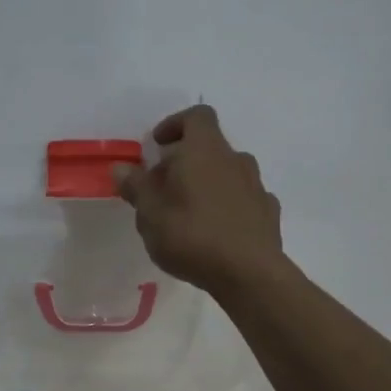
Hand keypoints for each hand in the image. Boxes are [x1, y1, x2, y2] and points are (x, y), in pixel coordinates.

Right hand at [113, 104, 285, 297]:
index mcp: (205, 150)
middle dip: (185, 161)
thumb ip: (136, 186)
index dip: (175, 124)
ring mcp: (256, 186)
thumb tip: (122, 167)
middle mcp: (235, 160)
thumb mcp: (150, 214)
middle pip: (210, 147)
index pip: (197, 116)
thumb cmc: (192, 236)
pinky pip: (243, 199)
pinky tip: (215, 231)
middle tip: (163, 187)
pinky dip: (228, 206)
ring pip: (228, 174)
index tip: (157, 145)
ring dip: (208, 184)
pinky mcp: (268, 213)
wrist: (249, 274)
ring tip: (187, 213)